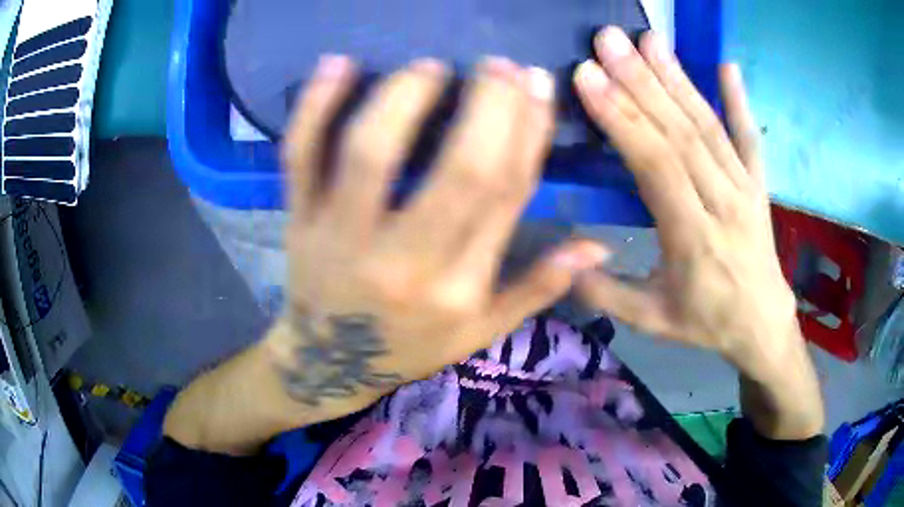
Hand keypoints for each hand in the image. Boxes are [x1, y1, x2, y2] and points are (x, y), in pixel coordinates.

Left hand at [270, 55, 606, 407]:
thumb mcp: (479, 332)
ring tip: (431, 67)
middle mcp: (403, 263)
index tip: (539, 85)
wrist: (327, 366)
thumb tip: (599, 245)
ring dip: (405, 97)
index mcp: (457, 289)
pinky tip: (338, 63)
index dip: (528, 131)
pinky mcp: (298, 221)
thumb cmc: (408, 347)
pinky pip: (299, 156)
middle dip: (488, 106)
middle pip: (457, 170)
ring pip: (371, 153)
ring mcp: (340, 238)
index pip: (505, 194)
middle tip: (501, 65)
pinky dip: (313, 106)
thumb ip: (539, 287)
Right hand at [573, 28, 821, 437]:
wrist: (763, 326)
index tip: (588, 76)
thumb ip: (607, 294)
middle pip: (681, 134)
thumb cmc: (706, 323)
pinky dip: (740, 101)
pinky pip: (750, 139)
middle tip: (608, 40)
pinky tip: (728, 66)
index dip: (622, 118)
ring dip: (677, 79)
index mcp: (693, 240)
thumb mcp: (651, 321)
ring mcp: (746, 190)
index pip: (657, 166)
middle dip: (641, 82)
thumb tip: (564, 261)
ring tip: (648, 40)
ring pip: (710, 127)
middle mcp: (723, 204)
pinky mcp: (759, 184)